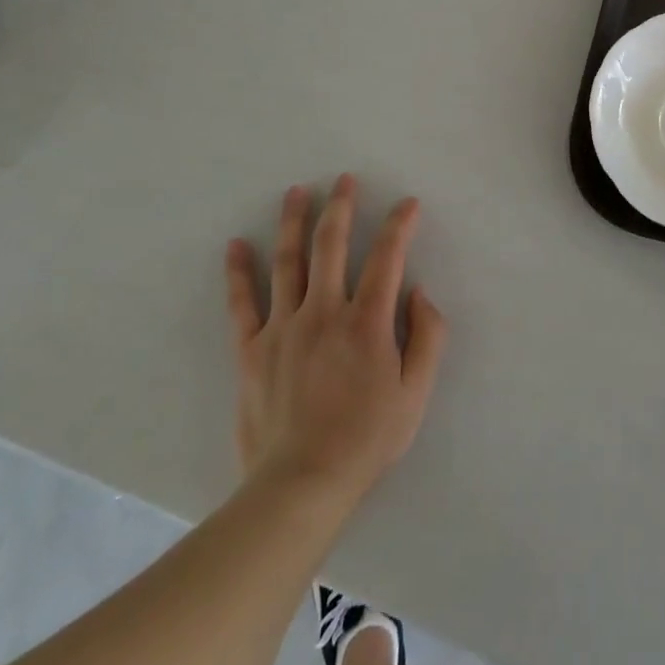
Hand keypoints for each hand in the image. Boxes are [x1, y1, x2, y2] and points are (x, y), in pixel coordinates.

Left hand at [223, 176, 446, 507]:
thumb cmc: (366, 439)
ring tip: (296, 192)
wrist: (300, 484)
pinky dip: (239, 271)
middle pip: (332, 245)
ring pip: (288, 262)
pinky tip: (237, 244)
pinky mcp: (252, 349)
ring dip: (293, 222)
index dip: (399, 225)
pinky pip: (243, 302)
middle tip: (344, 179)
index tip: (408, 203)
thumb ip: (427, 337)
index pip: (387, 257)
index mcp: (367, 321)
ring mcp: (284, 327)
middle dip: (341, 206)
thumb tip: (419, 292)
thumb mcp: (416, 393)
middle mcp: (324, 312)